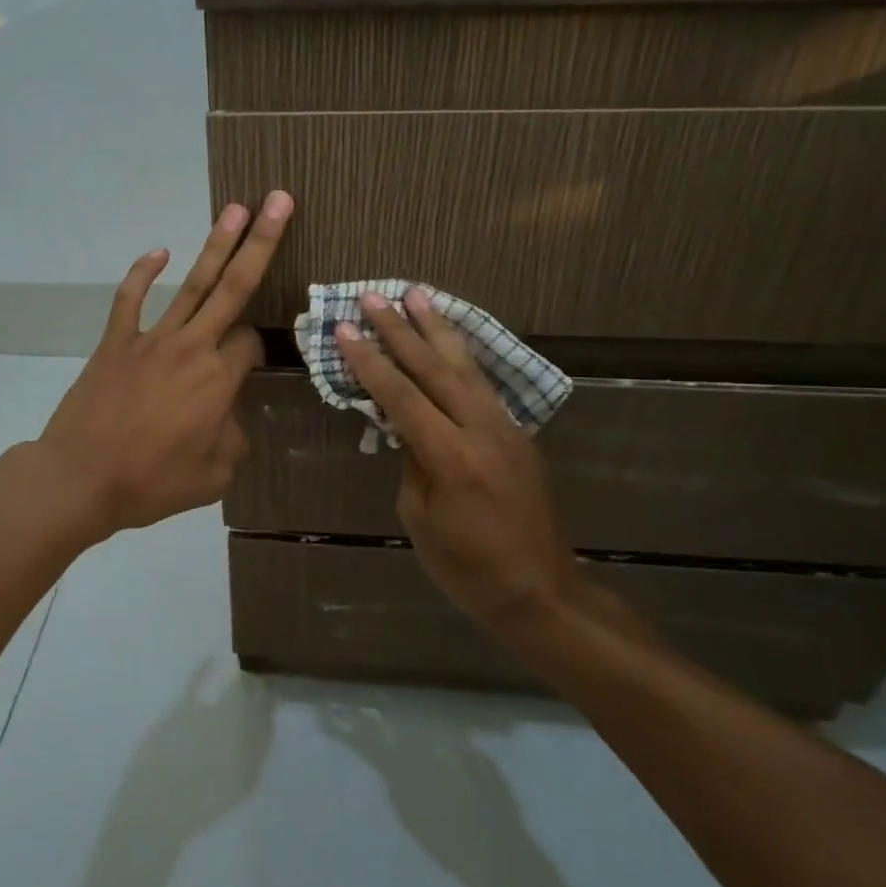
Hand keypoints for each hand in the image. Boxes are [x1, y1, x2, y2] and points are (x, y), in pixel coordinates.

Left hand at [36, 191, 291, 536]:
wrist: (80, 479)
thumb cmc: (150, 482)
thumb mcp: (213, 477)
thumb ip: (233, 441)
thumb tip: (228, 419)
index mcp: (218, 381)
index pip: (251, 343)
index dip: (257, 350)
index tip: (248, 370)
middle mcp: (191, 348)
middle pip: (234, 287)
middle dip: (262, 242)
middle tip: (280, 201)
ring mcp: (150, 339)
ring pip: (191, 285)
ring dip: (216, 245)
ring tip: (238, 209)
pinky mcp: (116, 342)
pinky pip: (130, 300)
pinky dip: (143, 274)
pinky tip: (158, 252)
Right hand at [333, 290, 633, 641]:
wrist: (540, 591)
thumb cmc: (468, 568)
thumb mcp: (421, 518)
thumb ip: (413, 462)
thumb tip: (407, 427)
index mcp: (452, 457)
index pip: (401, 397)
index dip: (370, 362)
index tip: (345, 329)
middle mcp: (482, 431)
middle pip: (434, 369)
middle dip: (400, 330)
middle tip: (374, 297)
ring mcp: (505, 428)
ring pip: (465, 366)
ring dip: (437, 328)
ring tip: (417, 294)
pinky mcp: (517, 434)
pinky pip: (482, 384)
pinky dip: (461, 355)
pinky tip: (449, 339)